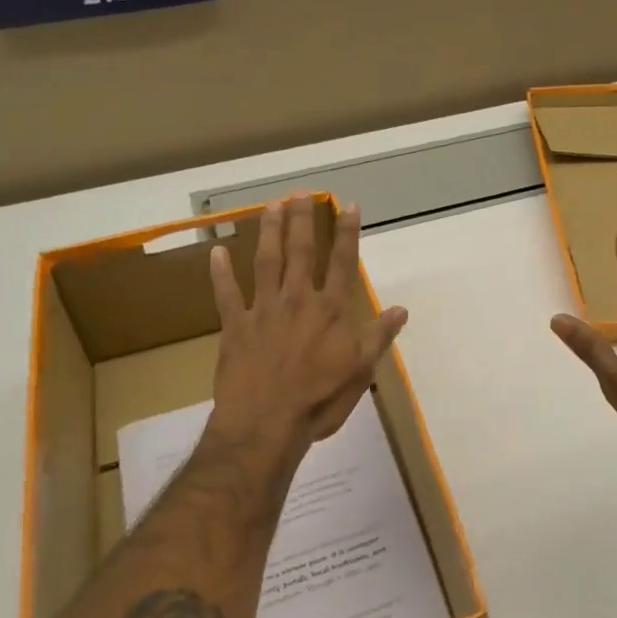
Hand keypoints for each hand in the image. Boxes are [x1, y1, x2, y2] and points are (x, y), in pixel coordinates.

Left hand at [207, 196, 407, 459]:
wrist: (265, 425)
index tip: (349, 205)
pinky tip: (215, 252)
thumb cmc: (319, 401)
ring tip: (271, 205)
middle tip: (302, 192)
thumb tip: (400, 309)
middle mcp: (298, 300)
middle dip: (303, 220)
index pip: (343, 262)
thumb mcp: (360, 372)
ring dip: (269, 231)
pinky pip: (226, 294)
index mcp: (331, 311)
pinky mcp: (235, 326)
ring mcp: (264, 310)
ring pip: (266, 261)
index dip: (347, 232)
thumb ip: (378, 337)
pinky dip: (220, 273)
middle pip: (301, 251)